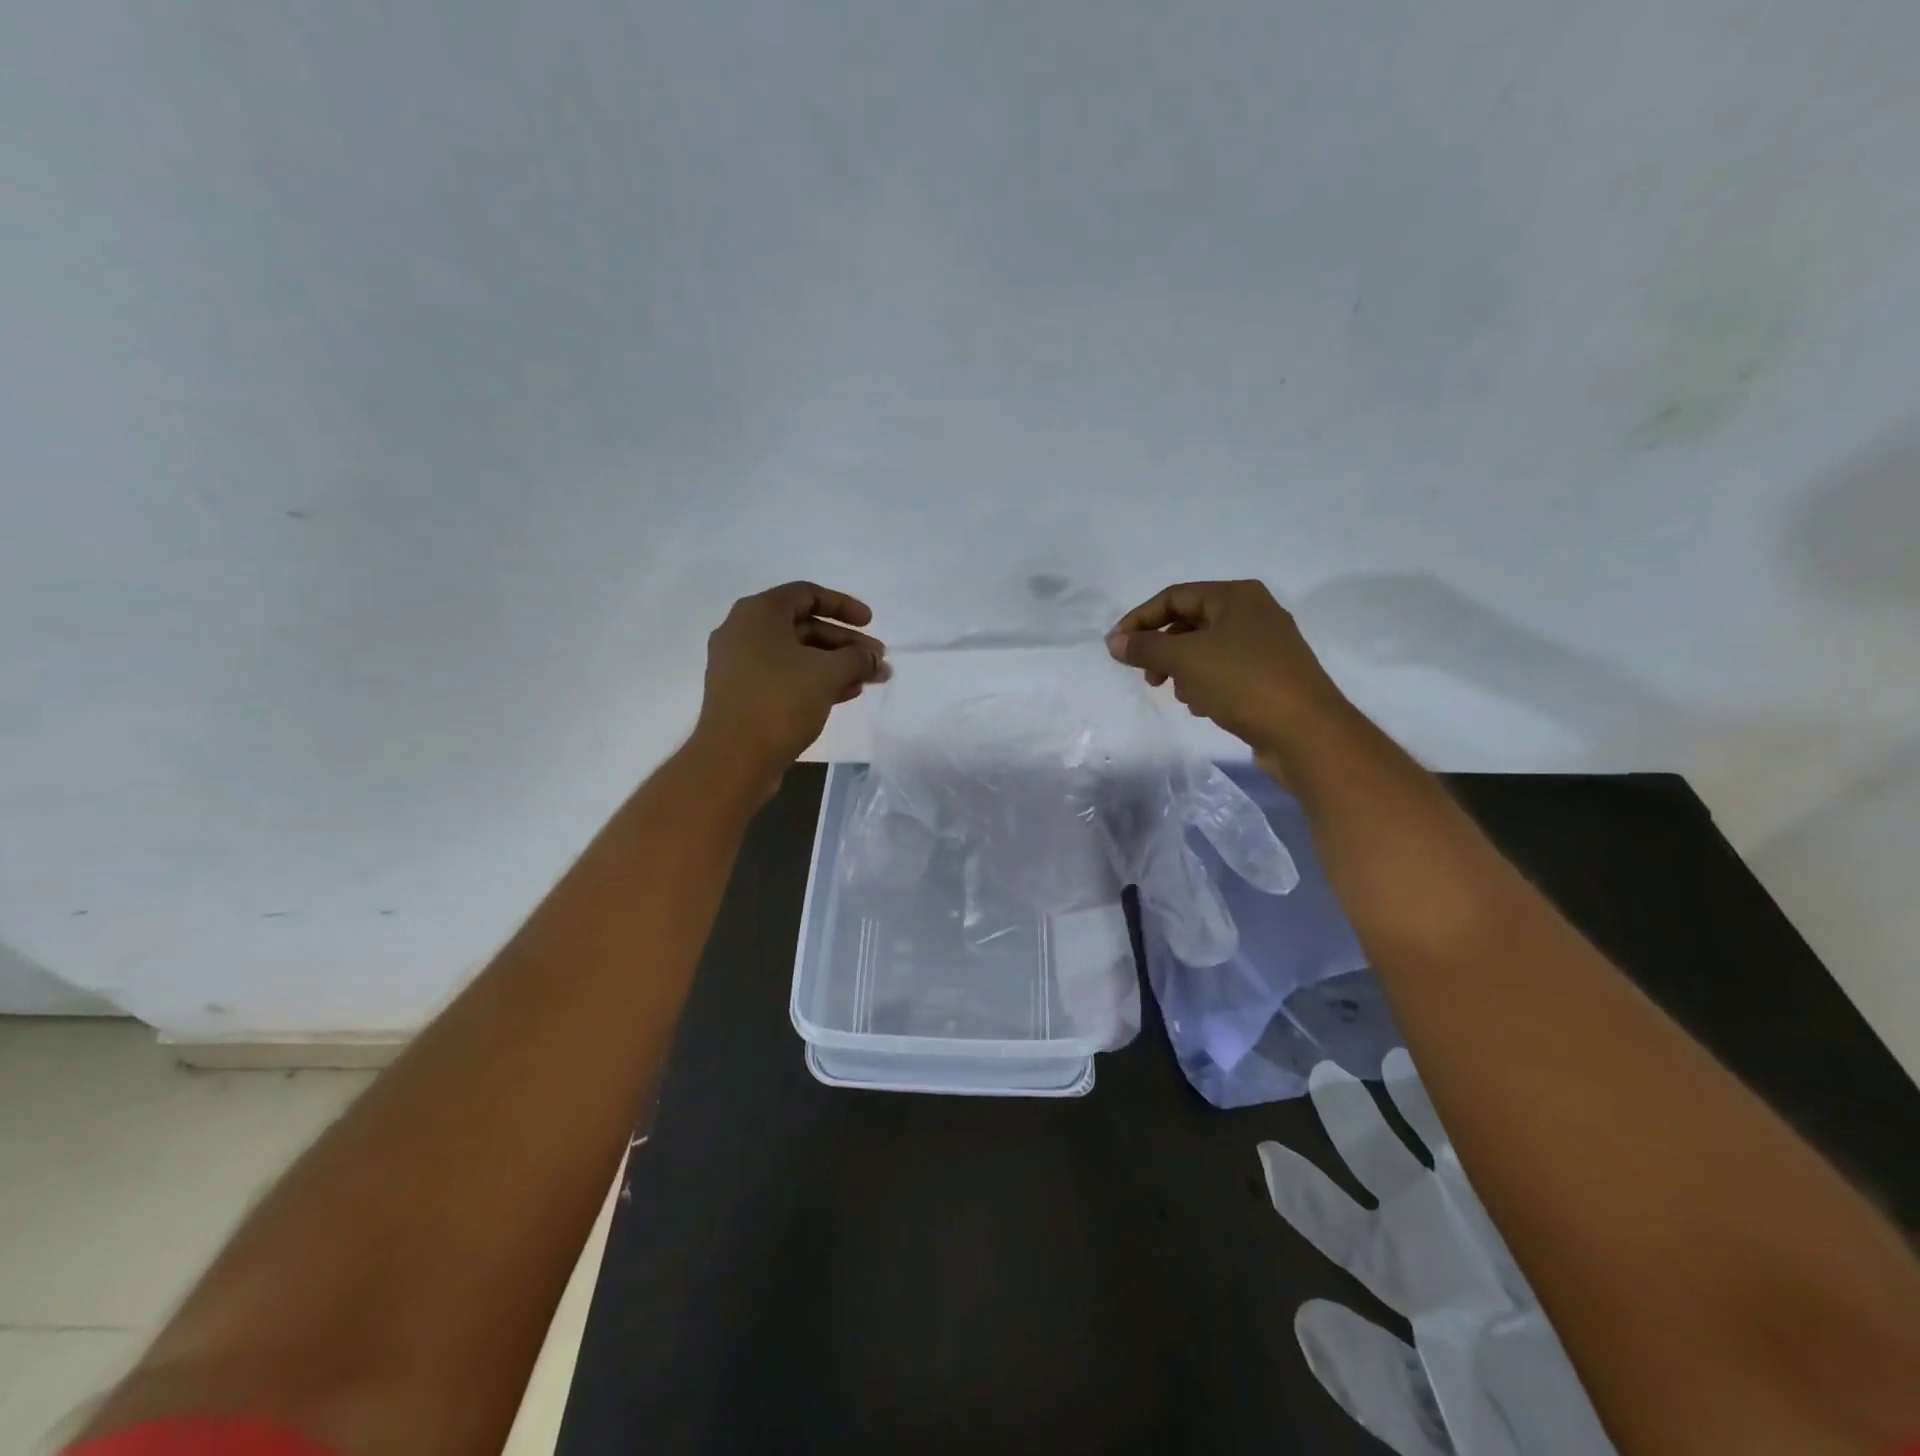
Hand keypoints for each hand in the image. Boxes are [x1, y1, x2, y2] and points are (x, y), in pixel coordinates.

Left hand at [693, 581, 886, 790]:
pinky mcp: (744, 694)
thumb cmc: (780, 702)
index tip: (870, 623)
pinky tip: (846, 693)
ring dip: (836, 664)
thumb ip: (857, 658)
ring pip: (798, 654)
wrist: (733, 759)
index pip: (806, 594)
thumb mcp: (828, 674)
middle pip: (804, 626)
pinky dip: (816, 680)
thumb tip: (873, 658)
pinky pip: (786, 676)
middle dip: (846, 642)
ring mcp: (741, 665)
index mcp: (758, 613)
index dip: (843, 605)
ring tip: (870, 679)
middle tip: (877, 659)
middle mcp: (744, 632)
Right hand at [1106, 580, 1351, 760]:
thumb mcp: (1185, 659)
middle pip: (1190, 622)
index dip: (1139, 620)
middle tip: (1147, 676)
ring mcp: (1266, 646)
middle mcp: (1254, 613)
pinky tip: (1202, 706)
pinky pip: (1224, 671)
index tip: (1115, 648)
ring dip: (1182, 670)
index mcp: (1236, 596)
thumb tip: (1114, 642)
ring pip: (1206, 649)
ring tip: (1178, 694)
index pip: (1173, 597)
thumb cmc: (1243, 682)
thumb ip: (1144, 648)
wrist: (1306, 732)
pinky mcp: (1270, 676)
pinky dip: (1205, 684)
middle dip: (1162, 649)